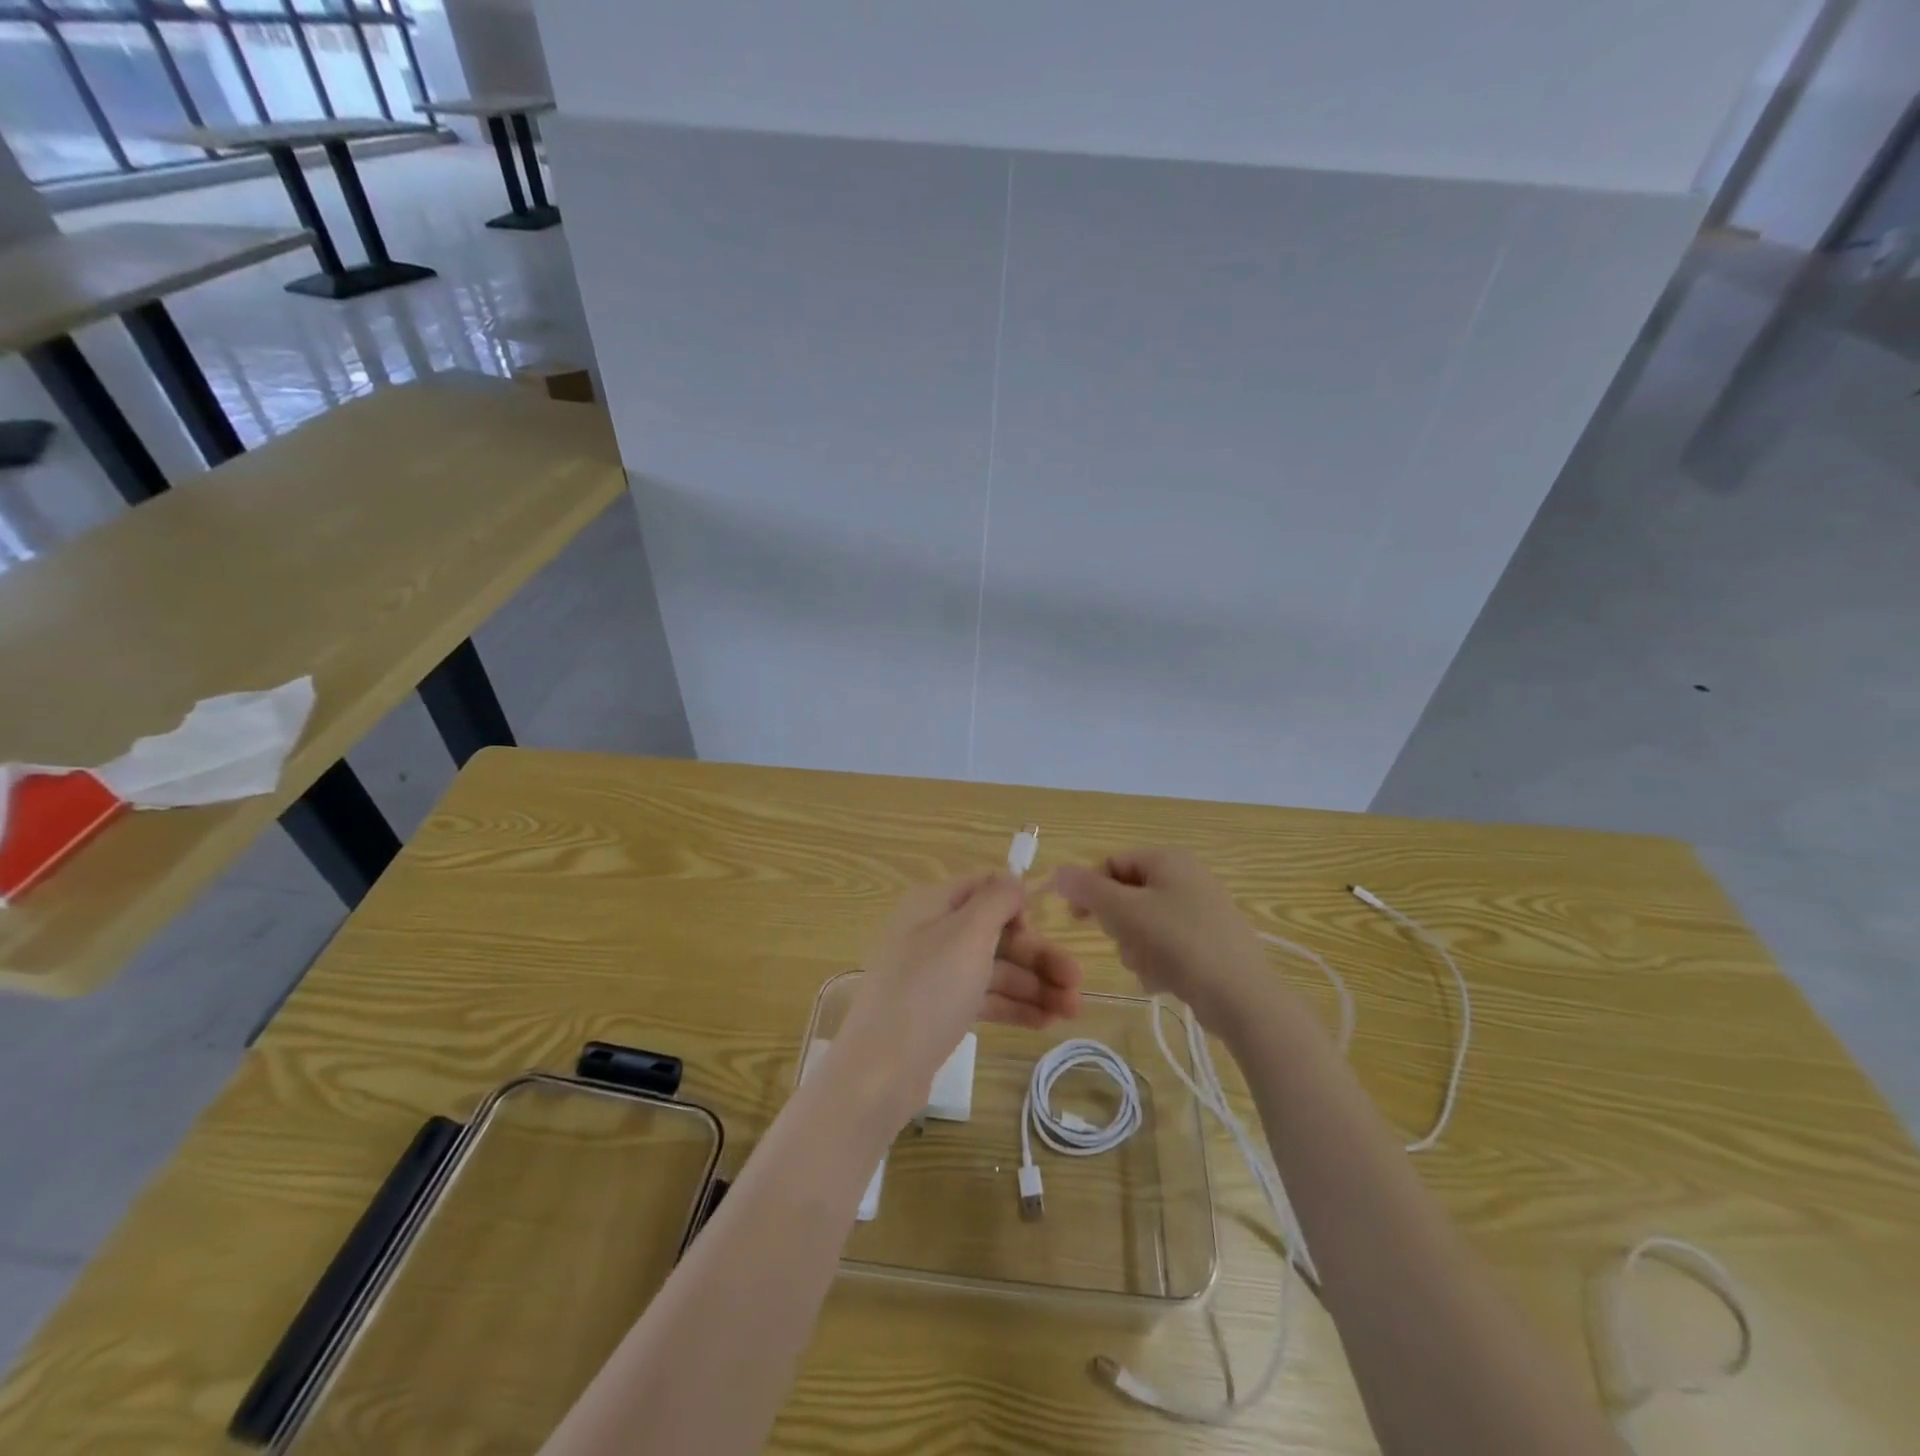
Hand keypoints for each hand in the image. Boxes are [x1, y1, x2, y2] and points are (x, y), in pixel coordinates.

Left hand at [829, 873, 1082, 1125]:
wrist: (880, 1071)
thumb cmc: (928, 990)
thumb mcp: (966, 935)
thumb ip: (996, 900)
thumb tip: (1014, 879)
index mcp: (933, 904)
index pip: (984, 888)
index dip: (1018, 904)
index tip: (1046, 928)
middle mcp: (933, 933)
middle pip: (996, 933)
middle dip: (1039, 955)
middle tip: (1078, 983)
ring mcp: (936, 974)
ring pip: (995, 969)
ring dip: (1035, 985)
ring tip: (1072, 1012)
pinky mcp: (939, 1011)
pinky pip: (984, 998)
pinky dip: (1015, 1007)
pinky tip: (1047, 1023)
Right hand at [1049, 848, 1267, 1031]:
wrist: (1241, 995)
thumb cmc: (1179, 942)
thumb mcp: (1125, 911)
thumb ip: (1088, 889)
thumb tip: (1058, 871)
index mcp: (1168, 859)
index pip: (1112, 863)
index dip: (1089, 889)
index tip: (1077, 919)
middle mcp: (1187, 877)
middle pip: (1127, 895)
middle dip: (1118, 925)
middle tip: (1124, 943)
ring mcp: (1202, 911)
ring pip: (1144, 924)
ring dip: (1136, 948)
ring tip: (1148, 967)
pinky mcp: (1210, 942)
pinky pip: (1167, 945)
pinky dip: (1158, 962)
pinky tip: (1164, 980)